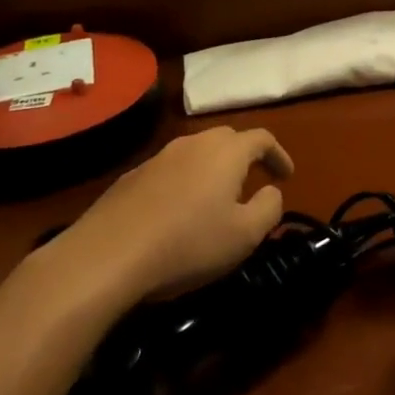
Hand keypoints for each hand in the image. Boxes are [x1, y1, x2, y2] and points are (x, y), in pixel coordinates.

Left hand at [41, 127, 293, 306]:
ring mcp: (158, 158)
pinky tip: (178, 212)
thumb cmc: (188, 243)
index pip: (262, 138)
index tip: (287, 176)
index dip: (279, 155)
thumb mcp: (246, 234)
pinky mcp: (131, 177)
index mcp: (226, 152)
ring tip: (217, 197)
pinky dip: (185, 182)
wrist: (107, 256)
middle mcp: (192, 144)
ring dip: (213, 169)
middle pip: (227, 139)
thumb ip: (269, 207)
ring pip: (195, 153)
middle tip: (255, 181)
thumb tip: (272, 191)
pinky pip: (170, 171)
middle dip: (246, 156)